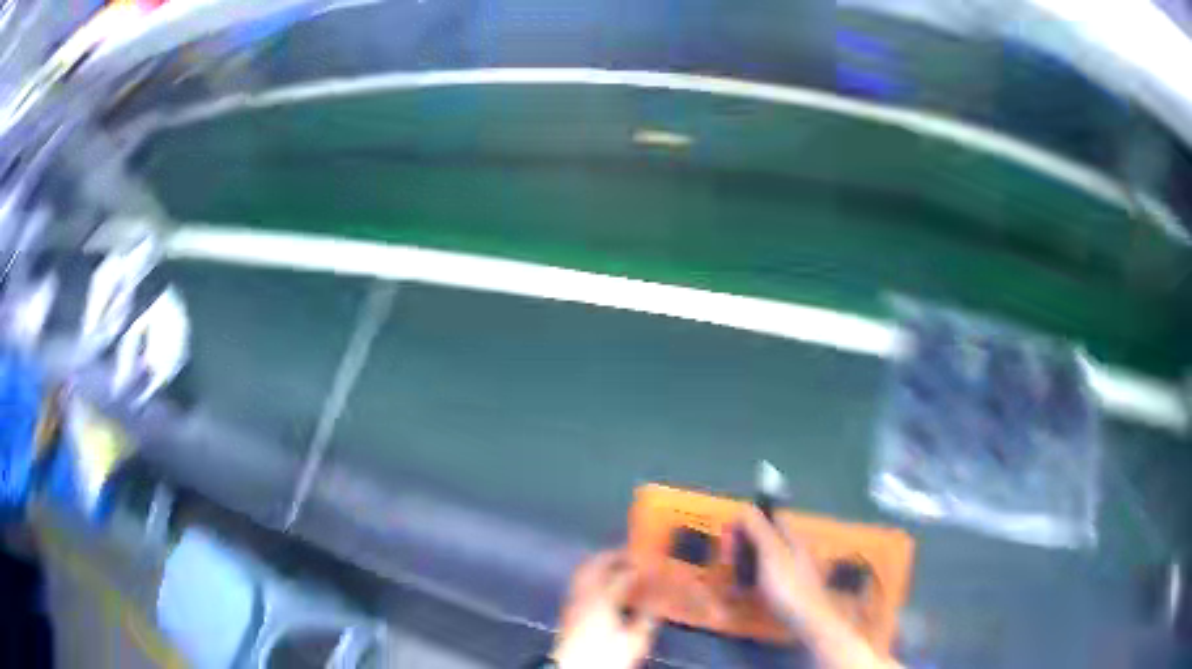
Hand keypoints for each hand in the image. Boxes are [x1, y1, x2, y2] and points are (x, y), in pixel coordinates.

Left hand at [552, 550, 656, 668]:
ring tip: (616, 561)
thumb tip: (656, 601)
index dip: (639, 567)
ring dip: (599, 562)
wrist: (574, 667)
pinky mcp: (568, 608)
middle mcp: (585, 594)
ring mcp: (573, 599)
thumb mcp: (634, 641)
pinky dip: (591, 573)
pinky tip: (601, 582)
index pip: (623, 575)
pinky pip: (579, 581)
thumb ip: (646, 618)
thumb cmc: (606, 655)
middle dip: (614, 555)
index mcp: (603, 599)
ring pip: (584, 570)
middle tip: (631, 553)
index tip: (652, 563)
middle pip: (596, 564)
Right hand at [735, 506, 830, 629]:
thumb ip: (759, 528)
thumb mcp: (771, 552)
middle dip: (741, 545)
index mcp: (789, 537)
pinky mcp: (783, 589)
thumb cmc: (788, 584)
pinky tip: (738, 592)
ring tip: (729, 577)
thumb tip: (745, 506)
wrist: (806, 618)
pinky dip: (748, 581)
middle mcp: (790, 550)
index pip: (768, 518)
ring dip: (742, 564)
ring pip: (760, 559)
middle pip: (762, 538)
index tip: (727, 535)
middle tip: (725, 560)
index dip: (746, 522)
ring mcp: (788, 570)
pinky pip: (761, 578)